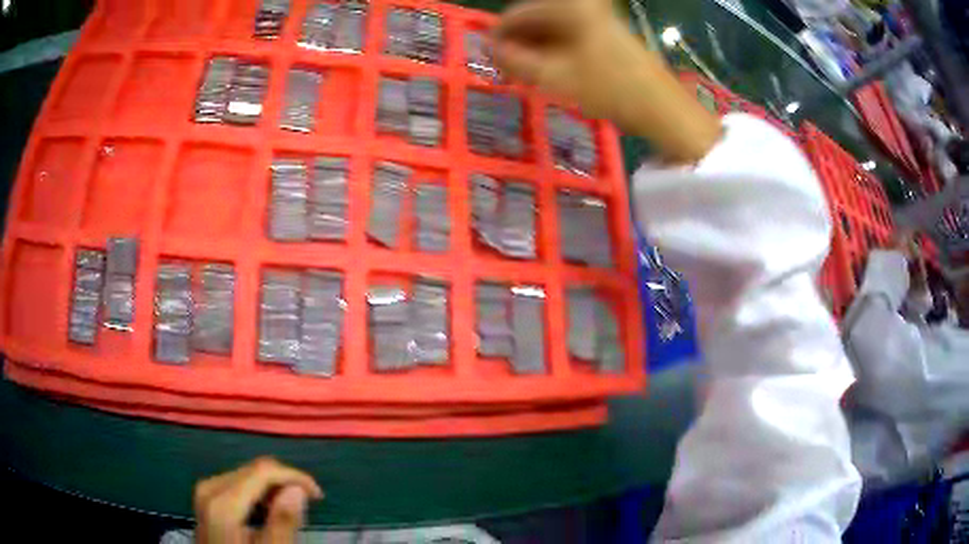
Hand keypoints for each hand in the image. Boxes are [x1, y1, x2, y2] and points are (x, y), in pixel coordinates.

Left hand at [194, 457, 322, 543]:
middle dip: (284, 484)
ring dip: (272, 490)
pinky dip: (258, 495)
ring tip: (288, 515)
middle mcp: (210, 487)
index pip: (263, 470)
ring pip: (248, 475)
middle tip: (305, 509)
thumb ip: (282, 522)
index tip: (318, 495)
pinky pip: (238, 484)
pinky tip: (267, 514)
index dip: (294, 477)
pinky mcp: (207, 497)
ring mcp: (206, 490)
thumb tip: (298, 489)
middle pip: (254, 470)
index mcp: (222, 500)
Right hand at [492, 0, 720, 162]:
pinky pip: (570, 36)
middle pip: (536, 19)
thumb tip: (490, 50)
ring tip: (524, 75)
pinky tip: (548, 71)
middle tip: (505, 69)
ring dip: (535, 49)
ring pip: (553, 29)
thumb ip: (515, 61)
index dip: (499, 35)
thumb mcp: (554, 76)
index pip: (518, 13)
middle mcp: (583, 5)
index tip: (487, 57)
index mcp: (570, 6)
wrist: (661, 107)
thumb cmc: (608, 87)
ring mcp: (598, 18)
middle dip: (518, 43)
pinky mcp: (607, 33)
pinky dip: (555, 51)